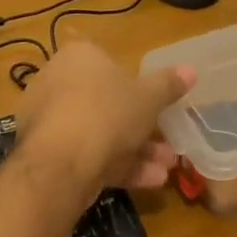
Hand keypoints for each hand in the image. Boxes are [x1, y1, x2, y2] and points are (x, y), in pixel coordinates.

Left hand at [14, 41, 195, 197]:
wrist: (61, 164)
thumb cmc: (108, 112)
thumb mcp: (149, 97)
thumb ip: (168, 85)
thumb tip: (191, 70)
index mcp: (78, 56)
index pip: (106, 59)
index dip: (132, 81)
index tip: (153, 102)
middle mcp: (56, 81)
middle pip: (105, 101)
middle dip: (140, 125)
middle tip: (167, 143)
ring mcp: (48, 119)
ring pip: (98, 131)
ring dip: (135, 150)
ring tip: (166, 168)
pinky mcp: (45, 153)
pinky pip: (85, 153)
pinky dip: (115, 166)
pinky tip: (149, 181)